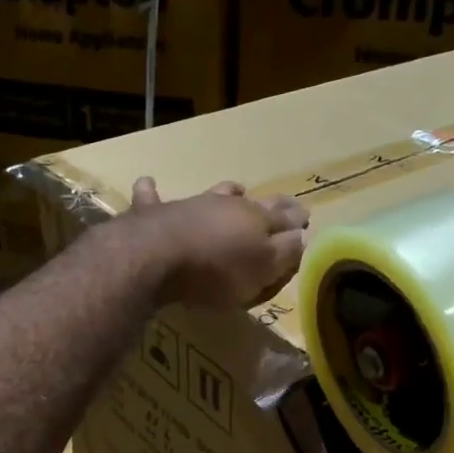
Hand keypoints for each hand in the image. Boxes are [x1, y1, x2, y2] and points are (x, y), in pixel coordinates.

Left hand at [125, 177, 308, 309]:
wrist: (158, 255)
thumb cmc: (216, 270)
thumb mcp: (262, 269)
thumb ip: (284, 253)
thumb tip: (301, 237)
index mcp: (257, 220)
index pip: (285, 217)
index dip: (296, 218)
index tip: (305, 216)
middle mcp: (226, 205)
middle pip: (254, 202)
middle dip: (273, 203)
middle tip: (285, 202)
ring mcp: (190, 204)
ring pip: (213, 192)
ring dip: (226, 191)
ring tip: (236, 188)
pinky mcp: (154, 212)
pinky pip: (151, 197)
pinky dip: (151, 190)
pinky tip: (148, 182)